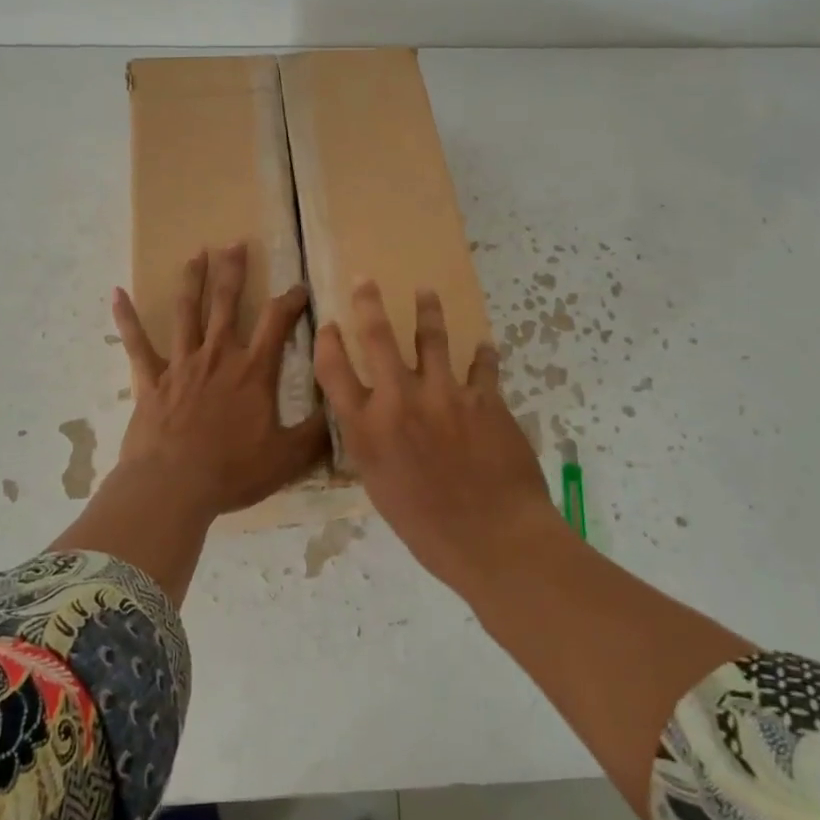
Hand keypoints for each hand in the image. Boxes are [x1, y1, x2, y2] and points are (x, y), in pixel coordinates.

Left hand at [110, 242, 329, 520]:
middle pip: (226, 302)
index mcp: (253, 370)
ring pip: (186, 312)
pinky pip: (137, 344)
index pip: (277, 322)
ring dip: (191, 280)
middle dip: (233, 270)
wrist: (173, 486)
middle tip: (234, 242)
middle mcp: (218, 356)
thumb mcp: (287, 456)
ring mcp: (181, 364)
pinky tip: (117, 294)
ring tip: (196, 253)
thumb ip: (316, 432)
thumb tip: (342, 409)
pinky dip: (127, 319)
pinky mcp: (151, 380)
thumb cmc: (232, 471)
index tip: (299, 286)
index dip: (290, 300)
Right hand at [315, 281, 560, 584]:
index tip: (327, 325)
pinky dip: (483, 355)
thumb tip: (373, 423)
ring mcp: (444, 394)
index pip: (334, 371)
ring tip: (425, 293)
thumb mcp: (381, 489)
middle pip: (377, 338)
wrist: (492, 539)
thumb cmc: (428, 528)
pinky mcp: (484, 398)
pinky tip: (485, 347)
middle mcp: (399, 401)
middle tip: (366, 280)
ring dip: (427, 311)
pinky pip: (483, 366)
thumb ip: (373, 447)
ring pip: (432, 337)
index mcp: (367, 429)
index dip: (327, 342)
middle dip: (368, 303)